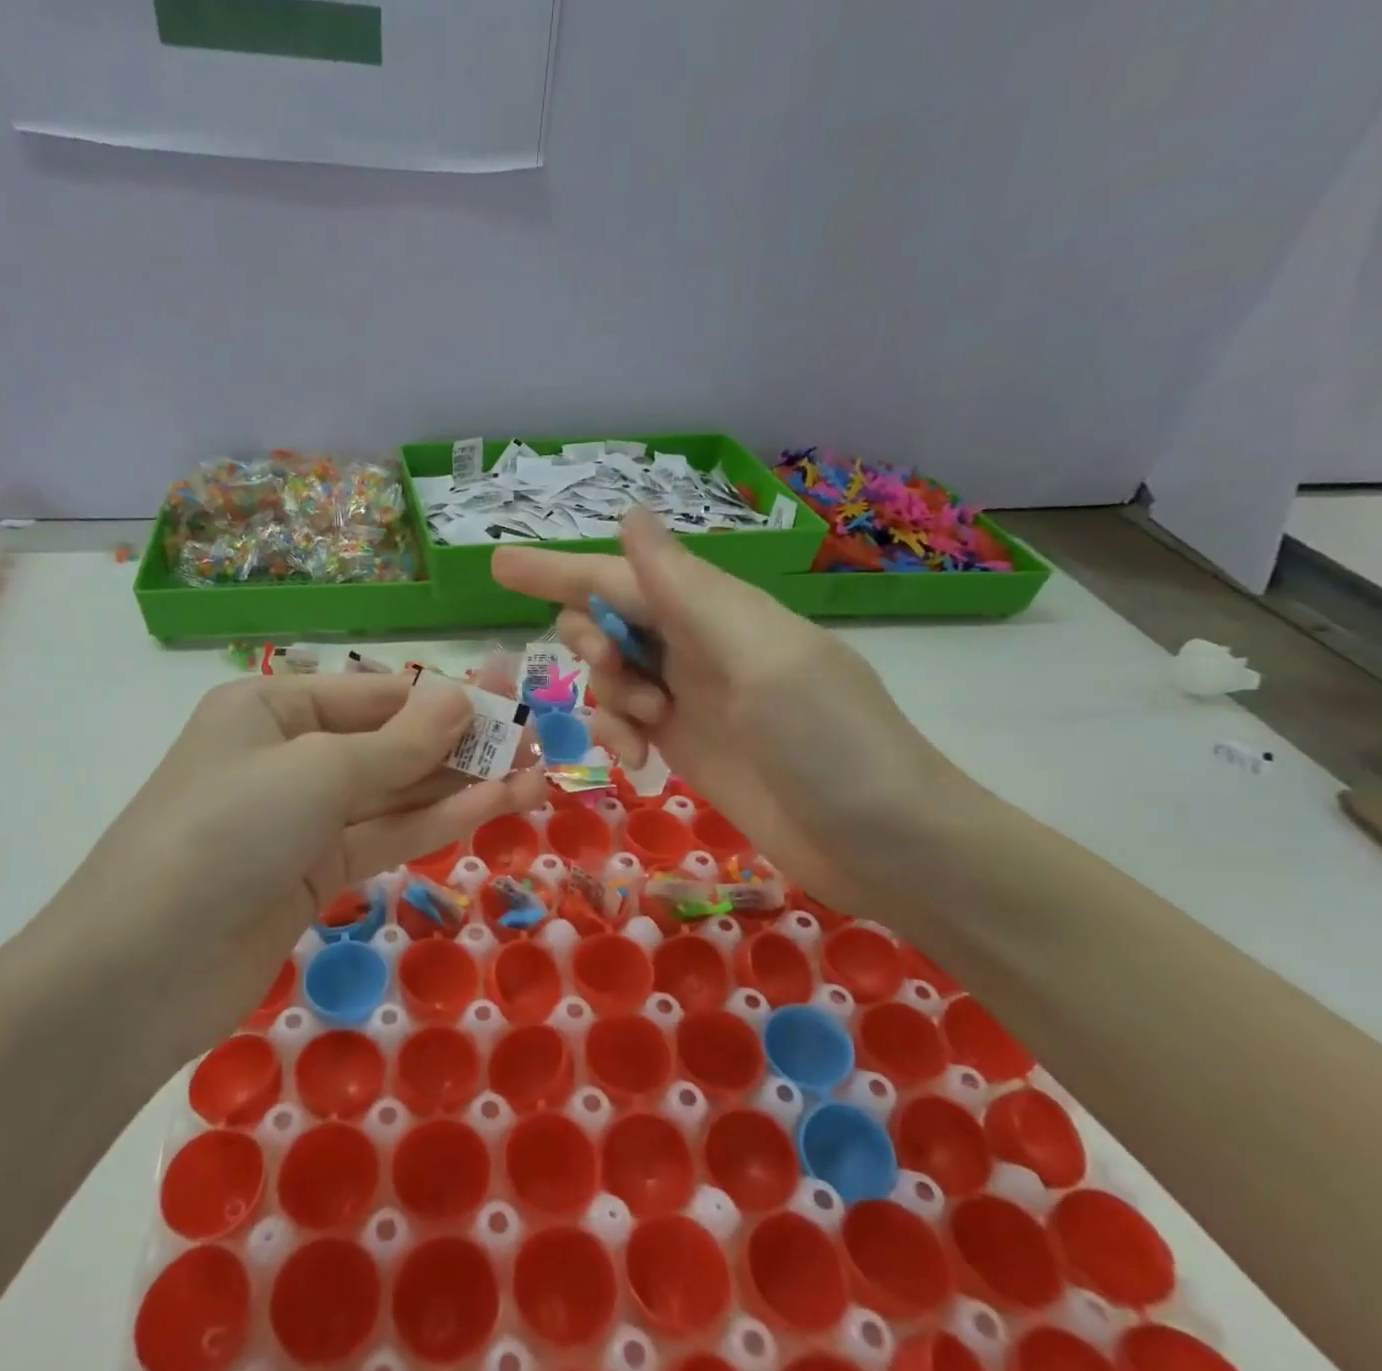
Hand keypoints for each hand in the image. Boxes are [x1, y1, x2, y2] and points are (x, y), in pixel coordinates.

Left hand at [40, 673, 544, 1039]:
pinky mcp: (316, 874)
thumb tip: (463, 697)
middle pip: (389, 742)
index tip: (510, 702)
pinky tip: (496, 806)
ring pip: (396, 793)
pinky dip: (438, 822)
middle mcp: (287, 755)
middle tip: (537, 741)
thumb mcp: (317, 772)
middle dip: (461, 743)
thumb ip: (398, 742)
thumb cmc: (224, 833)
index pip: (373, 692)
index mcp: (270, 708)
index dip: (442, 698)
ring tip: (536, 776)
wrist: (141, 971)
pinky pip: (386, 836)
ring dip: (462, 785)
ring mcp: (303, 820)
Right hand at [493, 509, 963, 917]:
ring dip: (607, 698)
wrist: (884, 843)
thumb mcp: (761, 659)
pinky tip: (637, 764)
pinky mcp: (690, 744)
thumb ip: (689, 592)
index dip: (559, 569)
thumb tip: (632, 515)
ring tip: (642, 735)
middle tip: (618, 679)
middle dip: (591, 644)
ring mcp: (693, 697)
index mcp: (718, 610)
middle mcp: (700, 645)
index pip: (621, 575)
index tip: (497, 565)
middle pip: (610, 621)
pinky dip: (617, 736)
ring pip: (613, 675)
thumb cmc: (830, 744)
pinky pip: (627, 722)